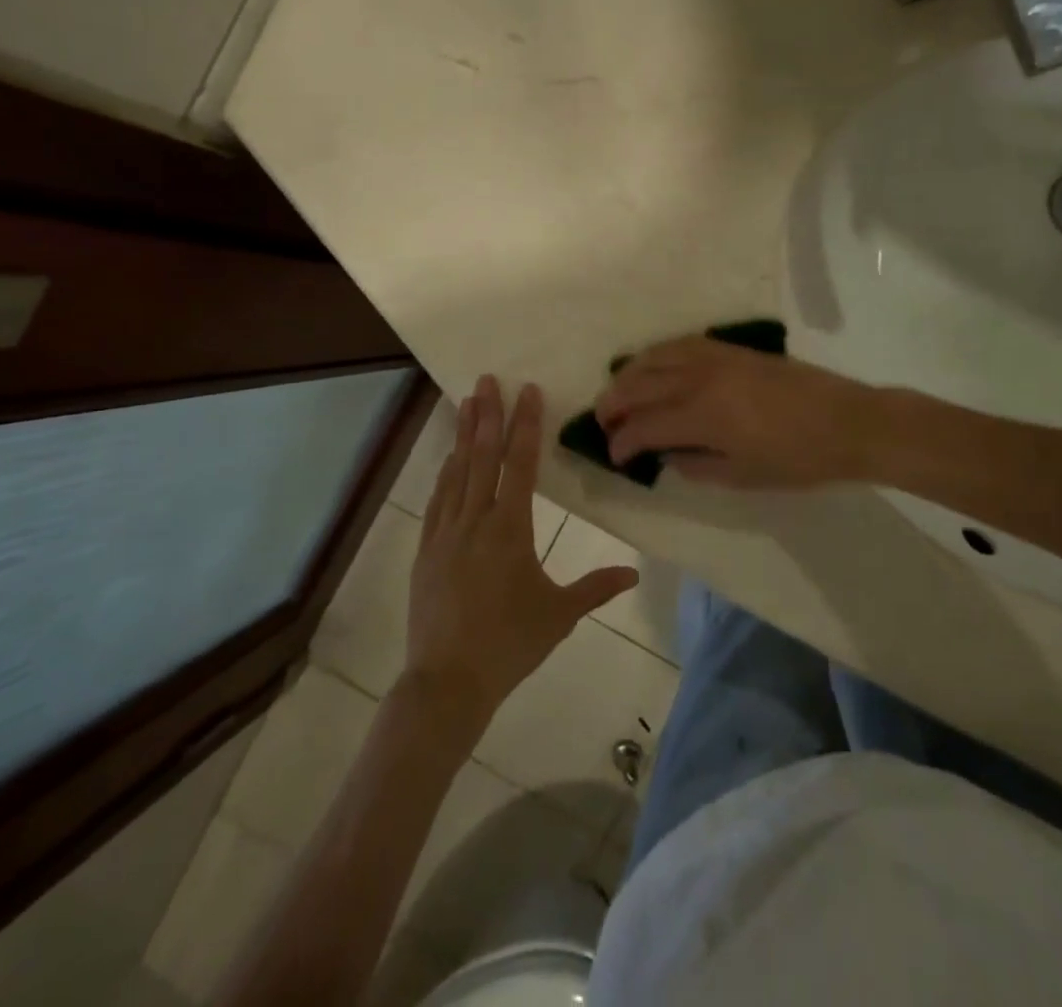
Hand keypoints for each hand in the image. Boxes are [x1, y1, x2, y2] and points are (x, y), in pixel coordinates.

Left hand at [404, 376, 639, 735]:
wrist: (447, 682)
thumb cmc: (510, 644)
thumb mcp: (560, 615)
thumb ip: (597, 588)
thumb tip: (635, 572)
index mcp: (510, 530)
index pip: (520, 465)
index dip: (525, 425)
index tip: (527, 391)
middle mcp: (476, 521)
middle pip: (483, 457)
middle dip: (487, 415)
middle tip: (487, 379)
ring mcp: (446, 533)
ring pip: (457, 472)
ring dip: (463, 435)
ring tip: (466, 402)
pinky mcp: (426, 550)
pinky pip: (438, 500)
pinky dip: (445, 473)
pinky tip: (449, 458)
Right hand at [595, 336, 880, 487]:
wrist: (848, 422)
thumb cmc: (798, 459)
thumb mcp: (743, 476)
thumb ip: (696, 466)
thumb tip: (667, 455)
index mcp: (703, 416)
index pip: (645, 425)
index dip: (623, 441)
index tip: (613, 455)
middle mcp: (700, 379)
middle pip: (641, 384)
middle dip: (614, 403)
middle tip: (603, 421)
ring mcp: (716, 357)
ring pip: (656, 356)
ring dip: (629, 374)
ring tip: (618, 391)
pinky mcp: (731, 348)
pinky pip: (682, 343)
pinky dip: (658, 354)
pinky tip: (653, 365)